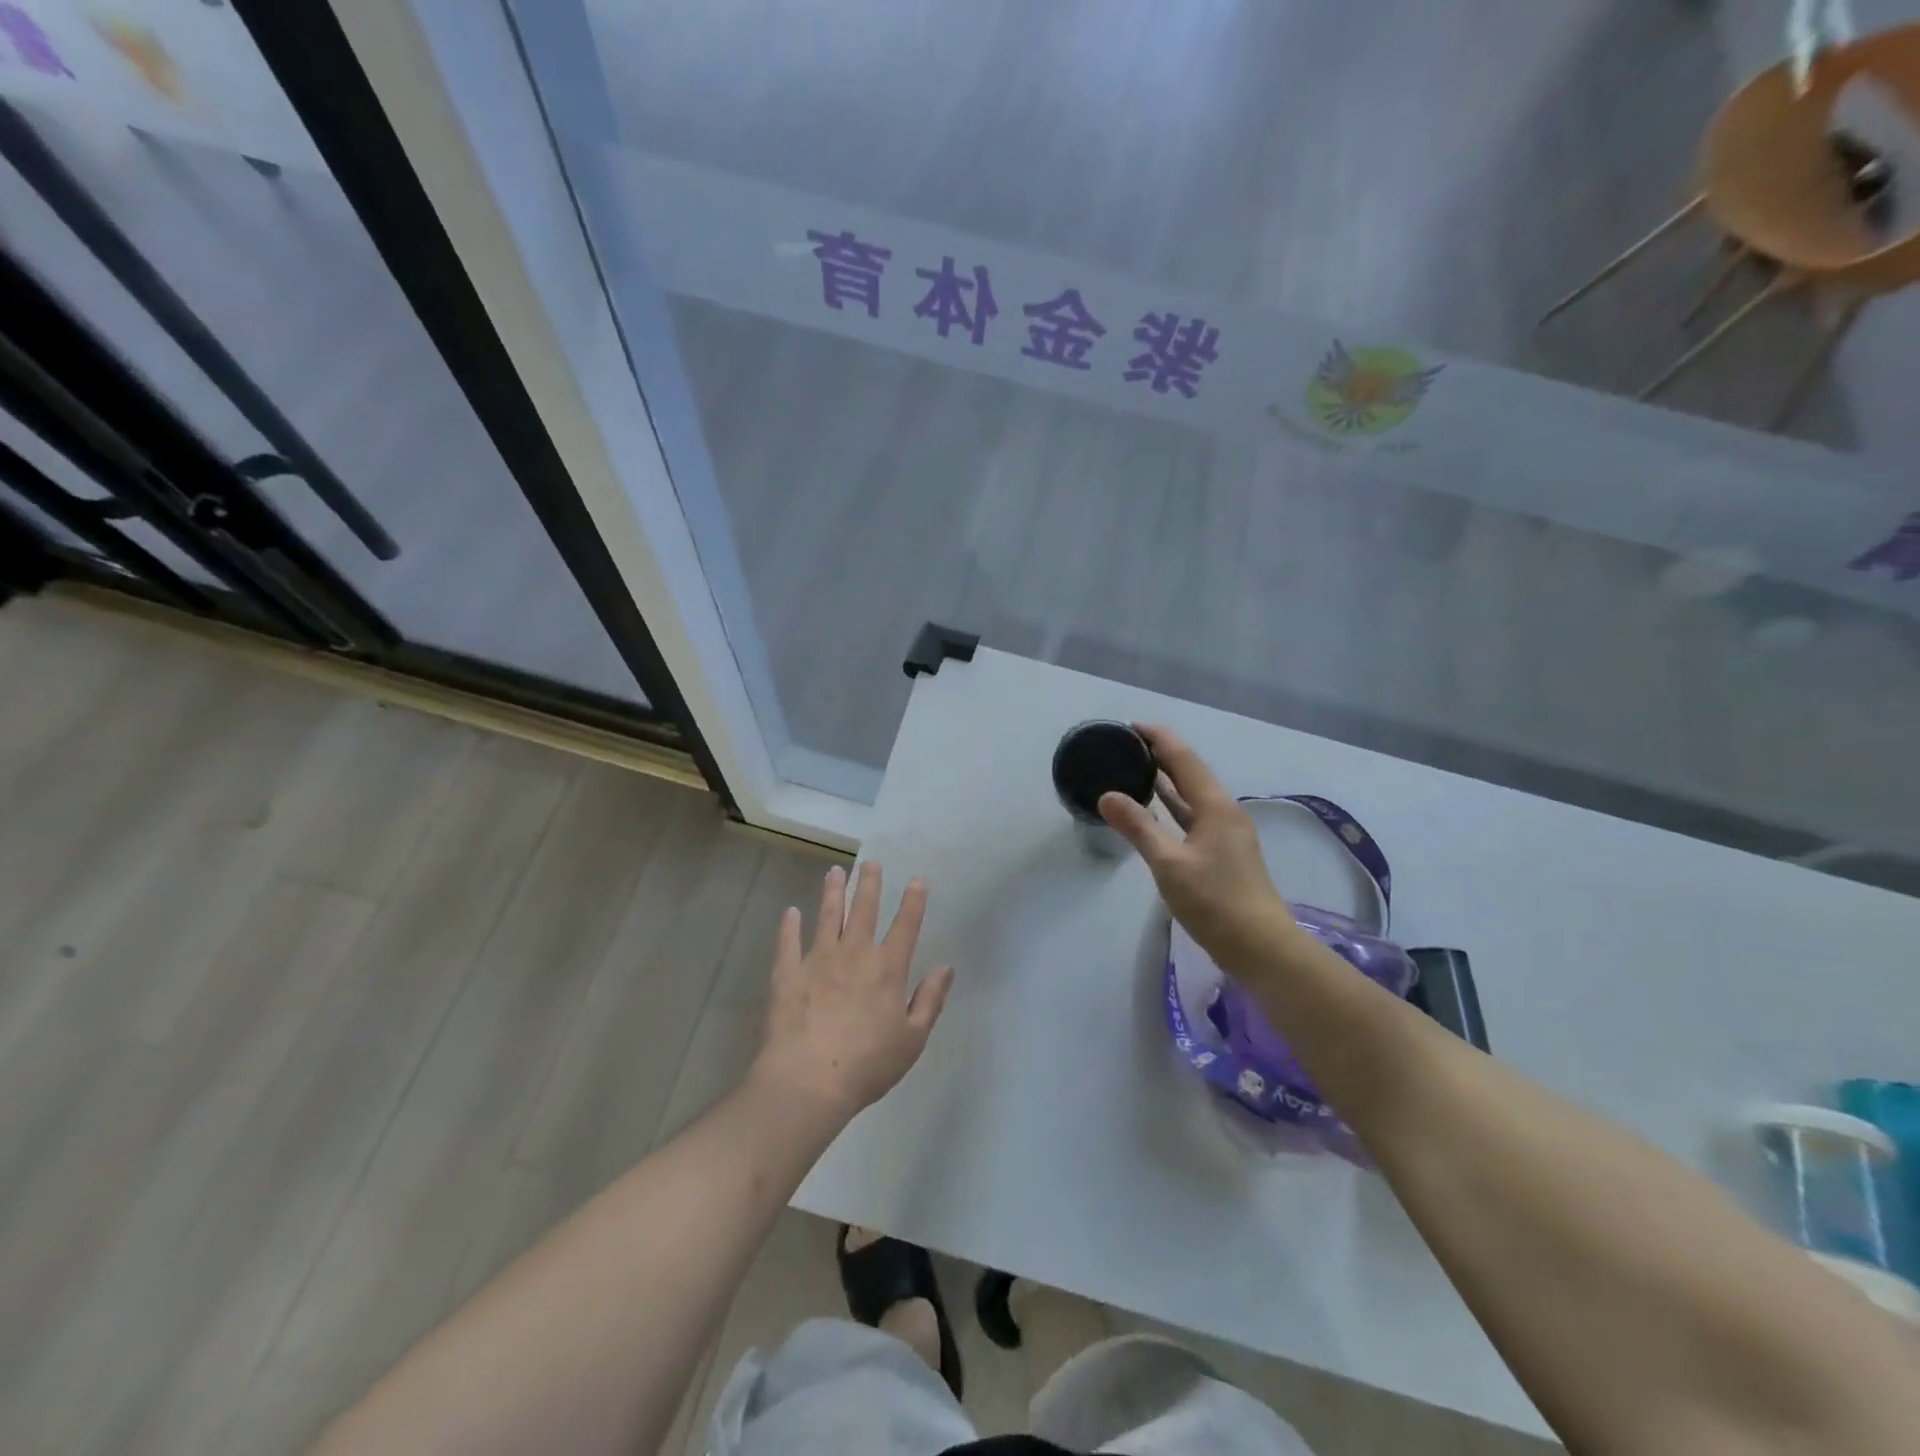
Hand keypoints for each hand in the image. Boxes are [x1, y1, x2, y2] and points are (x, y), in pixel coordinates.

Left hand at [750, 862, 954, 1122]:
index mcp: (888, 969)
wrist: (808, 1080)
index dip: (913, 902)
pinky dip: (789, 925)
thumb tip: (945, 967)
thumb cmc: (868, 1064)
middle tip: (870, 862)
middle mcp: (854, 954)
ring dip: (832, 892)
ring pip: (827, 916)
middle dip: (869, 884)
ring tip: (835, 871)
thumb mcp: (912, 1039)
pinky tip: (790, 912)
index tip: (916, 880)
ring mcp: (818, 960)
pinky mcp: (788, 973)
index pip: (905, 926)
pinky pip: (788, 942)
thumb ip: (930, 1000)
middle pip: (864, 910)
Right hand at [1098, 725, 1305, 975]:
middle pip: (1190, 773)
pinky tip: (1157, 809)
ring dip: (1167, 781)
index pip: (1183, 759)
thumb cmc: (1214, 901)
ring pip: (1193, 796)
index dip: (1158, 739)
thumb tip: (1107, 795)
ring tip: (1135, 768)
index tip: (1130, 726)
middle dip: (1161, 755)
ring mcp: (1226, 833)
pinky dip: (1173, 806)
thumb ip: (1138, 827)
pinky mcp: (1223, 853)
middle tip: (1126, 746)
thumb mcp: (1169, 863)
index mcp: (1215, 807)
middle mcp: (1224, 812)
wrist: (1259, 946)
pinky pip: (1194, 816)